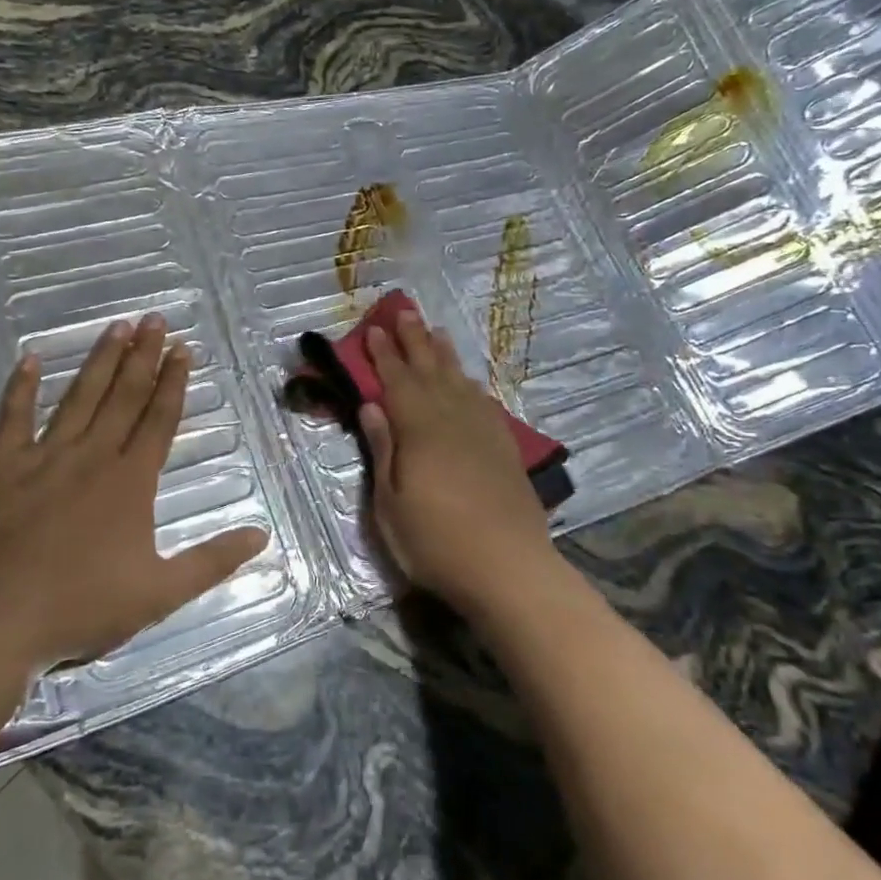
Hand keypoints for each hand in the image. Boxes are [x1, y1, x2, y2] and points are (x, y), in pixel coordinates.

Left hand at [0, 314, 267, 671]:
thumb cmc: (80, 607)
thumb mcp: (160, 593)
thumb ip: (212, 561)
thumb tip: (262, 536)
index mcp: (131, 481)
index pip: (159, 419)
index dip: (174, 382)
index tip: (184, 348)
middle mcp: (92, 456)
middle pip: (124, 396)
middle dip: (143, 355)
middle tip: (155, 318)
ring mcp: (43, 457)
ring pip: (79, 397)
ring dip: (101, 360)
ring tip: (117, 326)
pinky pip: (12, 418)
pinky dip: (20, 388)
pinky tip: (29, 360)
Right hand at [356, 309, 559, 619]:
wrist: (509, 568)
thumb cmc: (436, 543)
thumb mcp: (391, 505)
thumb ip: (383, 451)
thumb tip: (371, 407)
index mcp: (419, 430)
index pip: (397, 382)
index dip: (384, 355)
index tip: (376, 330)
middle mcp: (452, 420)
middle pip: (430, 371)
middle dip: (415, 341)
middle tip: (405, 311)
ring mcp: (483, 432)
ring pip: (460, 382)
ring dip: (445, 355)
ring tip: (436, 332)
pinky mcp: (504, 449)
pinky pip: (485, 404)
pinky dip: (473, 386)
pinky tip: (470, 383)